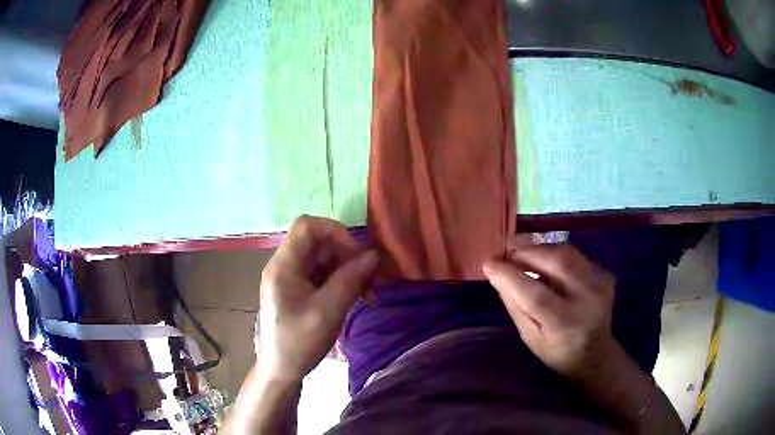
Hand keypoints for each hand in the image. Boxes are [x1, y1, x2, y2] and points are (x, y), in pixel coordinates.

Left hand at [257, 215, 377, 381]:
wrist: (281, 371)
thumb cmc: (298, 343)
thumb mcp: (327, 312)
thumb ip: (350, 280)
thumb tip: (374, 255)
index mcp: (283, 266)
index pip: (307, 227)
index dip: (335, 232)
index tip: (357, 254)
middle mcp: (285, 266)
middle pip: (318, 242)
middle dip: (347, 254)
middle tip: (370, 276)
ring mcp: (292, 278)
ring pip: (324, 258)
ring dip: (348, 268)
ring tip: (368, 290)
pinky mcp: (300, 290)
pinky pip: (323, 274)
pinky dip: (342, 280)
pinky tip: (358, 295)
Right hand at [483, 244, 617, 381]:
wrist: (597, 354)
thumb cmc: (559, 353)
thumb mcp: (531, 339)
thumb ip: (516, 307)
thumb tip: (497, 276)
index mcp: (565, 324)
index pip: (535, 294)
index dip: (510, 275)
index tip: (488, 263)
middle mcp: (587, 300)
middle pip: (556, 262)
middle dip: (526, 252)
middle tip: (505, 252)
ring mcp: (600, 284)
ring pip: (566, 252)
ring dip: (540, 249)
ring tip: (521, 253)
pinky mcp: (604, 275)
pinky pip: (575, 255)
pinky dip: (555, 253)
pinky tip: (544, 261)